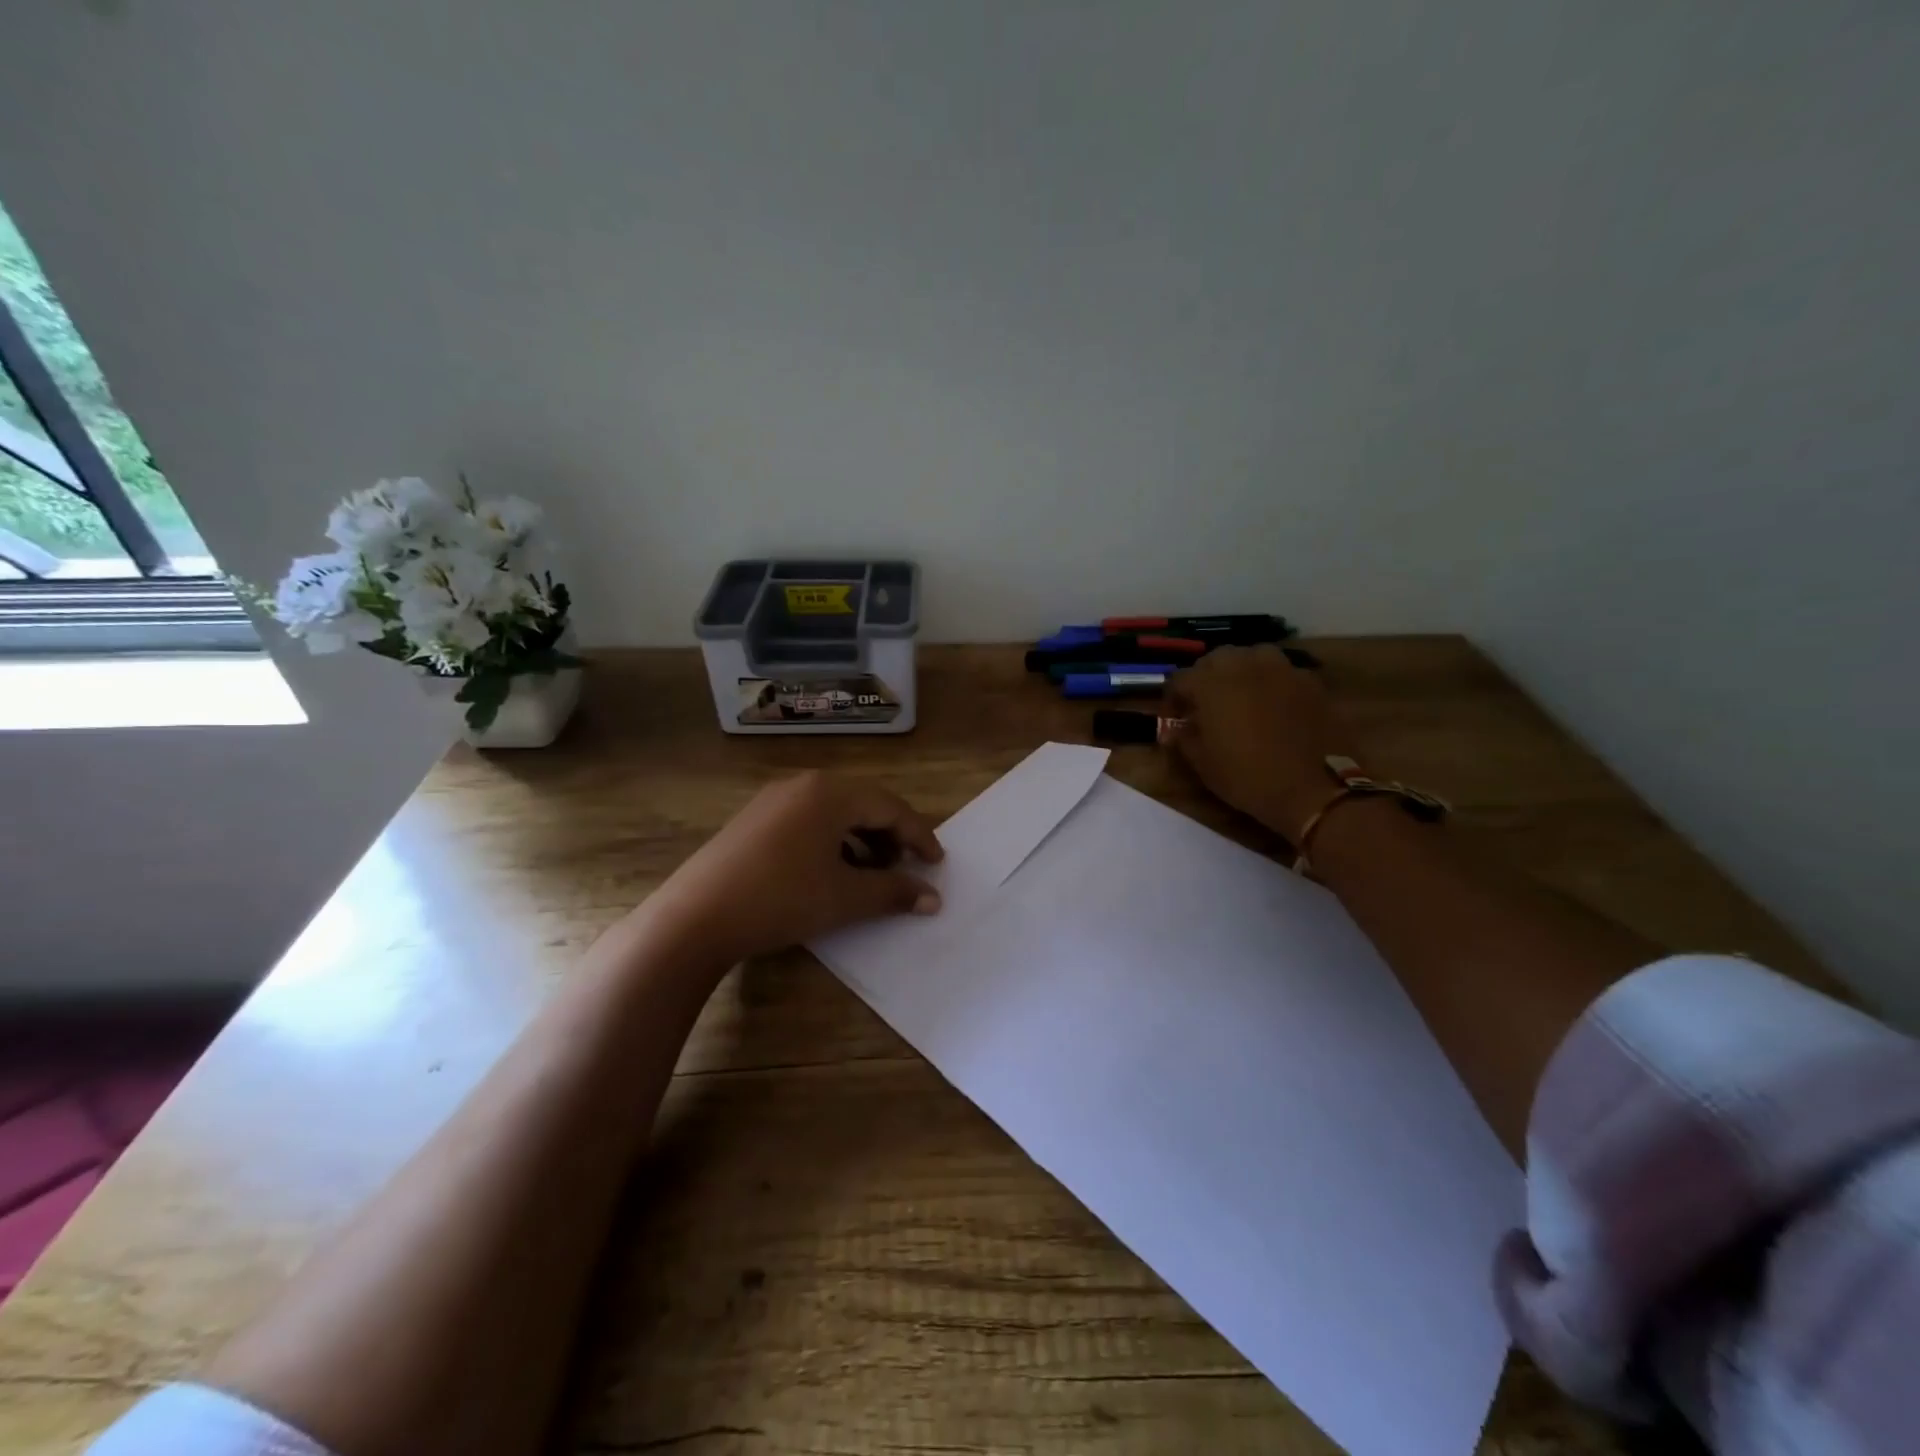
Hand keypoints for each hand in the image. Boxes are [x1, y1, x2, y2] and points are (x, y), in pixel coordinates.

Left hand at [647, 772, 943, 964]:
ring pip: (834, 813)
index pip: (890, 807)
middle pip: (863, 804)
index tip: (937, 864)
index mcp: (831, 793)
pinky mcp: (754, 820)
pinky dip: (831, 842)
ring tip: (870, 874)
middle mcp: (803, 785)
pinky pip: (808, 821)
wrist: (696, 917)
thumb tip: (933, 898)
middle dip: (890, 837)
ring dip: (861, 841)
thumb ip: (894, 892)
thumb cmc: (782, 898)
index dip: (919, 836)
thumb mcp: (845, 898)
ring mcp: (774, 800)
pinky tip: (830, 872)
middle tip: (905, 869)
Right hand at [1166, 645, 1342, 839]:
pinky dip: (1273, 682)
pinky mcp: (1310, 681)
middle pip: (1216, 659)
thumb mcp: (1203, 764)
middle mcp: (1244, 666)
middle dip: (1206, 677)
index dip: (1173, 698)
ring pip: (1253, 656)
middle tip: (1207, 704)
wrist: (1314, 789)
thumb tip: (1175, 728)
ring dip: (1241, 670)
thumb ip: (1184, 738)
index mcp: (1211, 684)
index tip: (1176, 718)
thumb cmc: (1248, 777)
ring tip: (1241, 694)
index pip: (1180, 679)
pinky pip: (1283, 672)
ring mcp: (1281, 670)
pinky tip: (1275, 705)